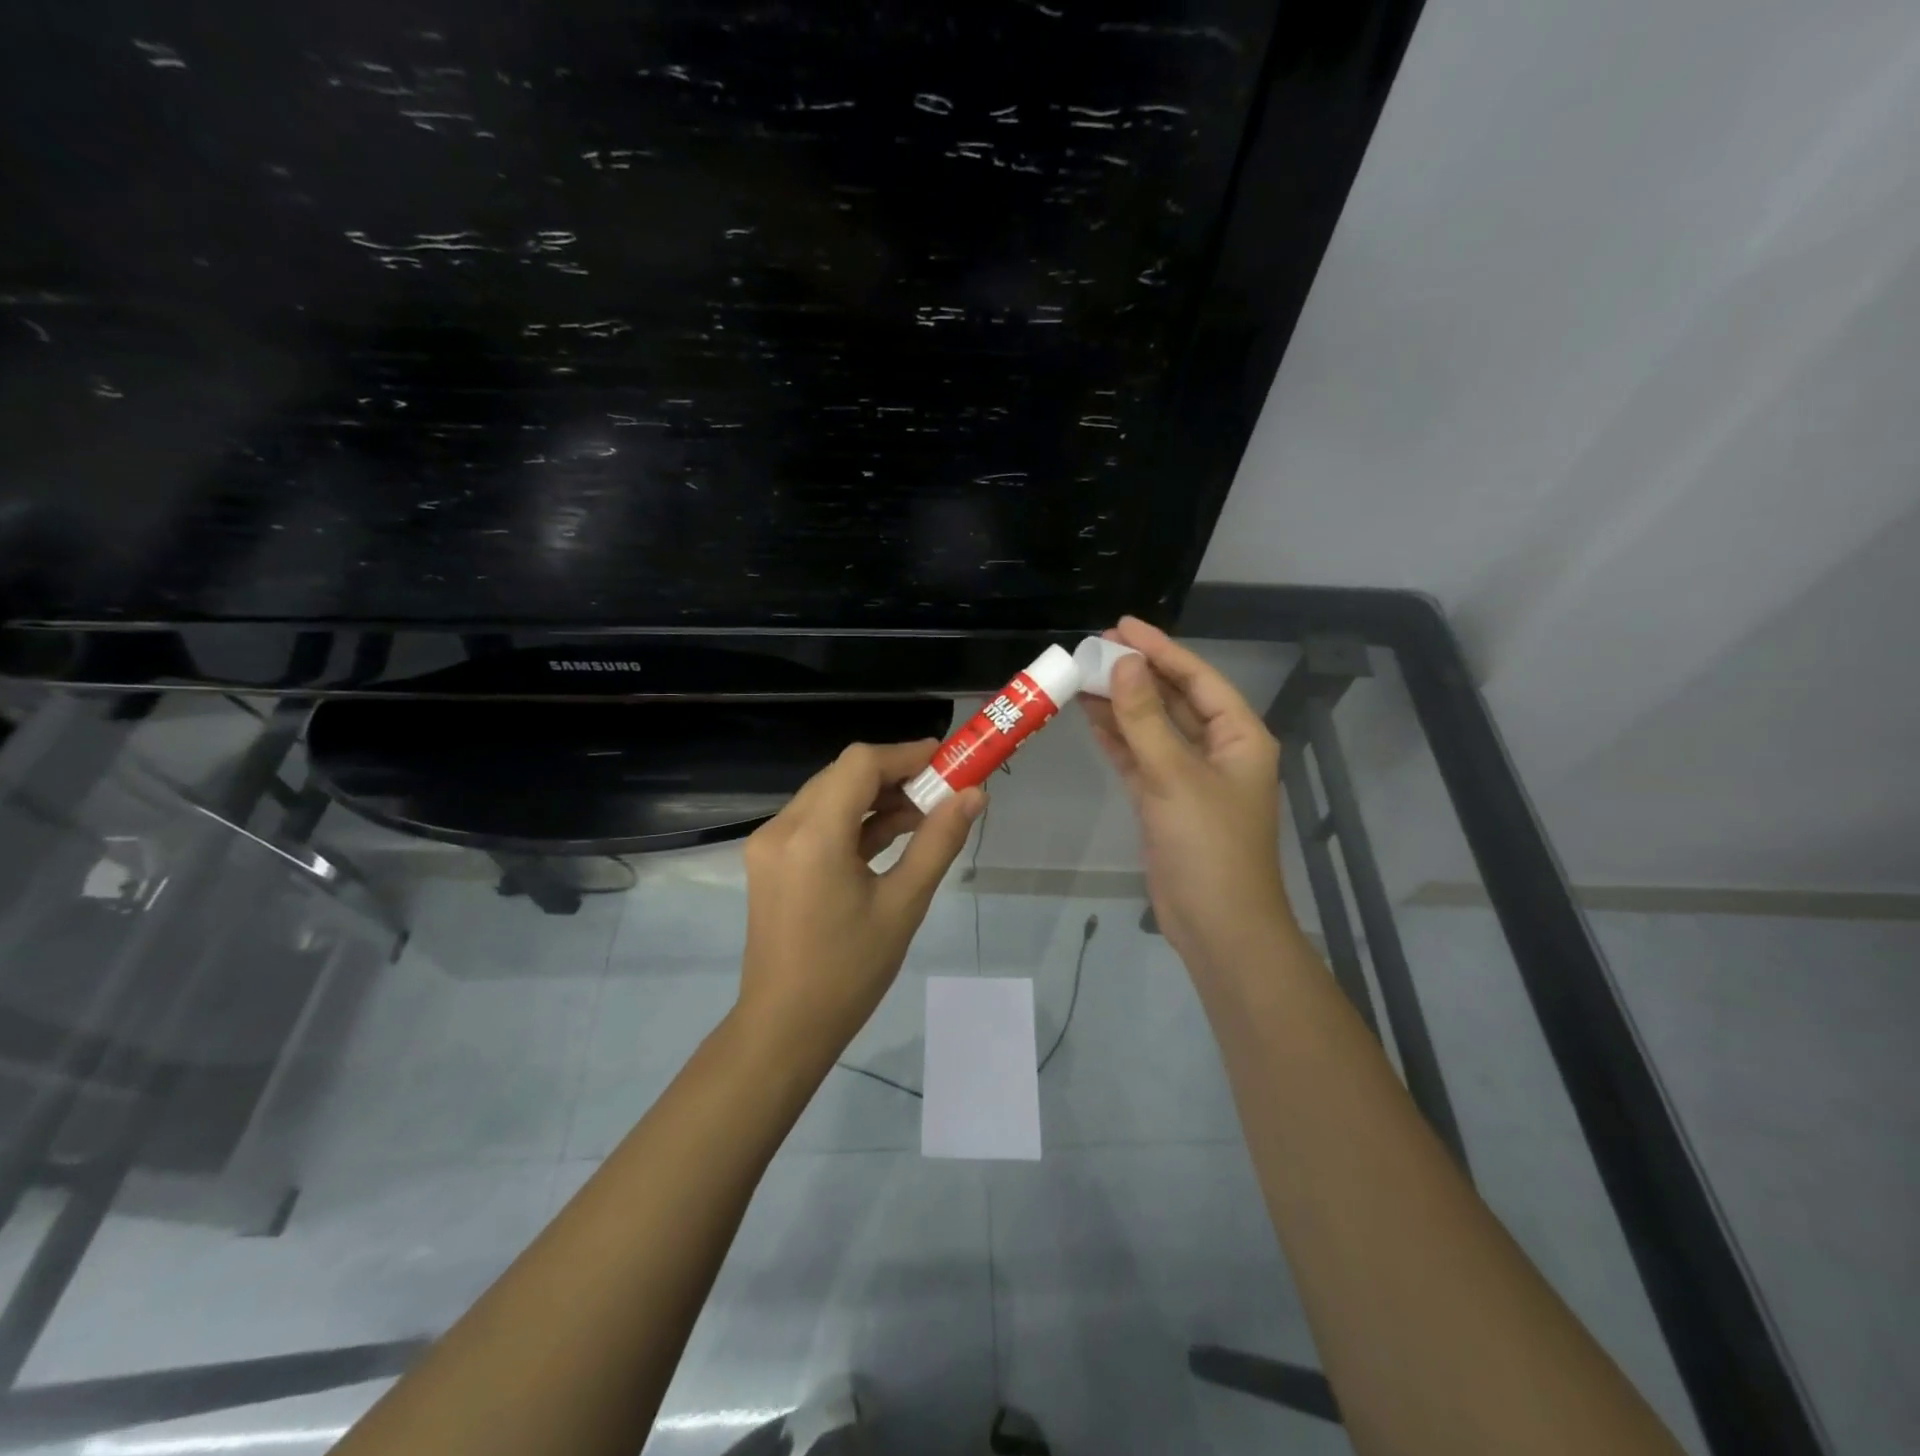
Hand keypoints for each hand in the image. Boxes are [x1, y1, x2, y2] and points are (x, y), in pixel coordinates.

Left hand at [736, 741, 984, 1061]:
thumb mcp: (903, 905)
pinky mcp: (770, 859)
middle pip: (844, 775)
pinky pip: (817, 821)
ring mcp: (770, 843)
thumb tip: (973, 796)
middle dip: (895, 775)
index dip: (906, 754)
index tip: (947, 761)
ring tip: (925, 815)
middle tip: (943, 790)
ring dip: (875, 798)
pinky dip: (854, 820)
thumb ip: (938, 843)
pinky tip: (891, 834)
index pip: (860, 764)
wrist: (784, 1027)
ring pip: (830, 795)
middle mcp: (782, 827)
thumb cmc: (849, 972)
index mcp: (813, 836)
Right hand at [1082, 617, 1295, 976]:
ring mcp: (1189, 776)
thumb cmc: (1208, 846)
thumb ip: (1146, 718)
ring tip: (1083, 677)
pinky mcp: (1165, 800)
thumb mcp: (1175, 776)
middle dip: (1137, 674)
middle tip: (1094, 650)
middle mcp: (1218, 750)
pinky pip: (1140, 757)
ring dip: (1121, 704)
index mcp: (1239, 736)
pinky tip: (1091, 718)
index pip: (1197, 678)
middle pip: (1174, 699)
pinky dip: (1118, 739)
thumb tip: (1123, 665)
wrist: (1217, 925)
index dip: (1160, 649)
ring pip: (1153, 728)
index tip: (1121, 626)